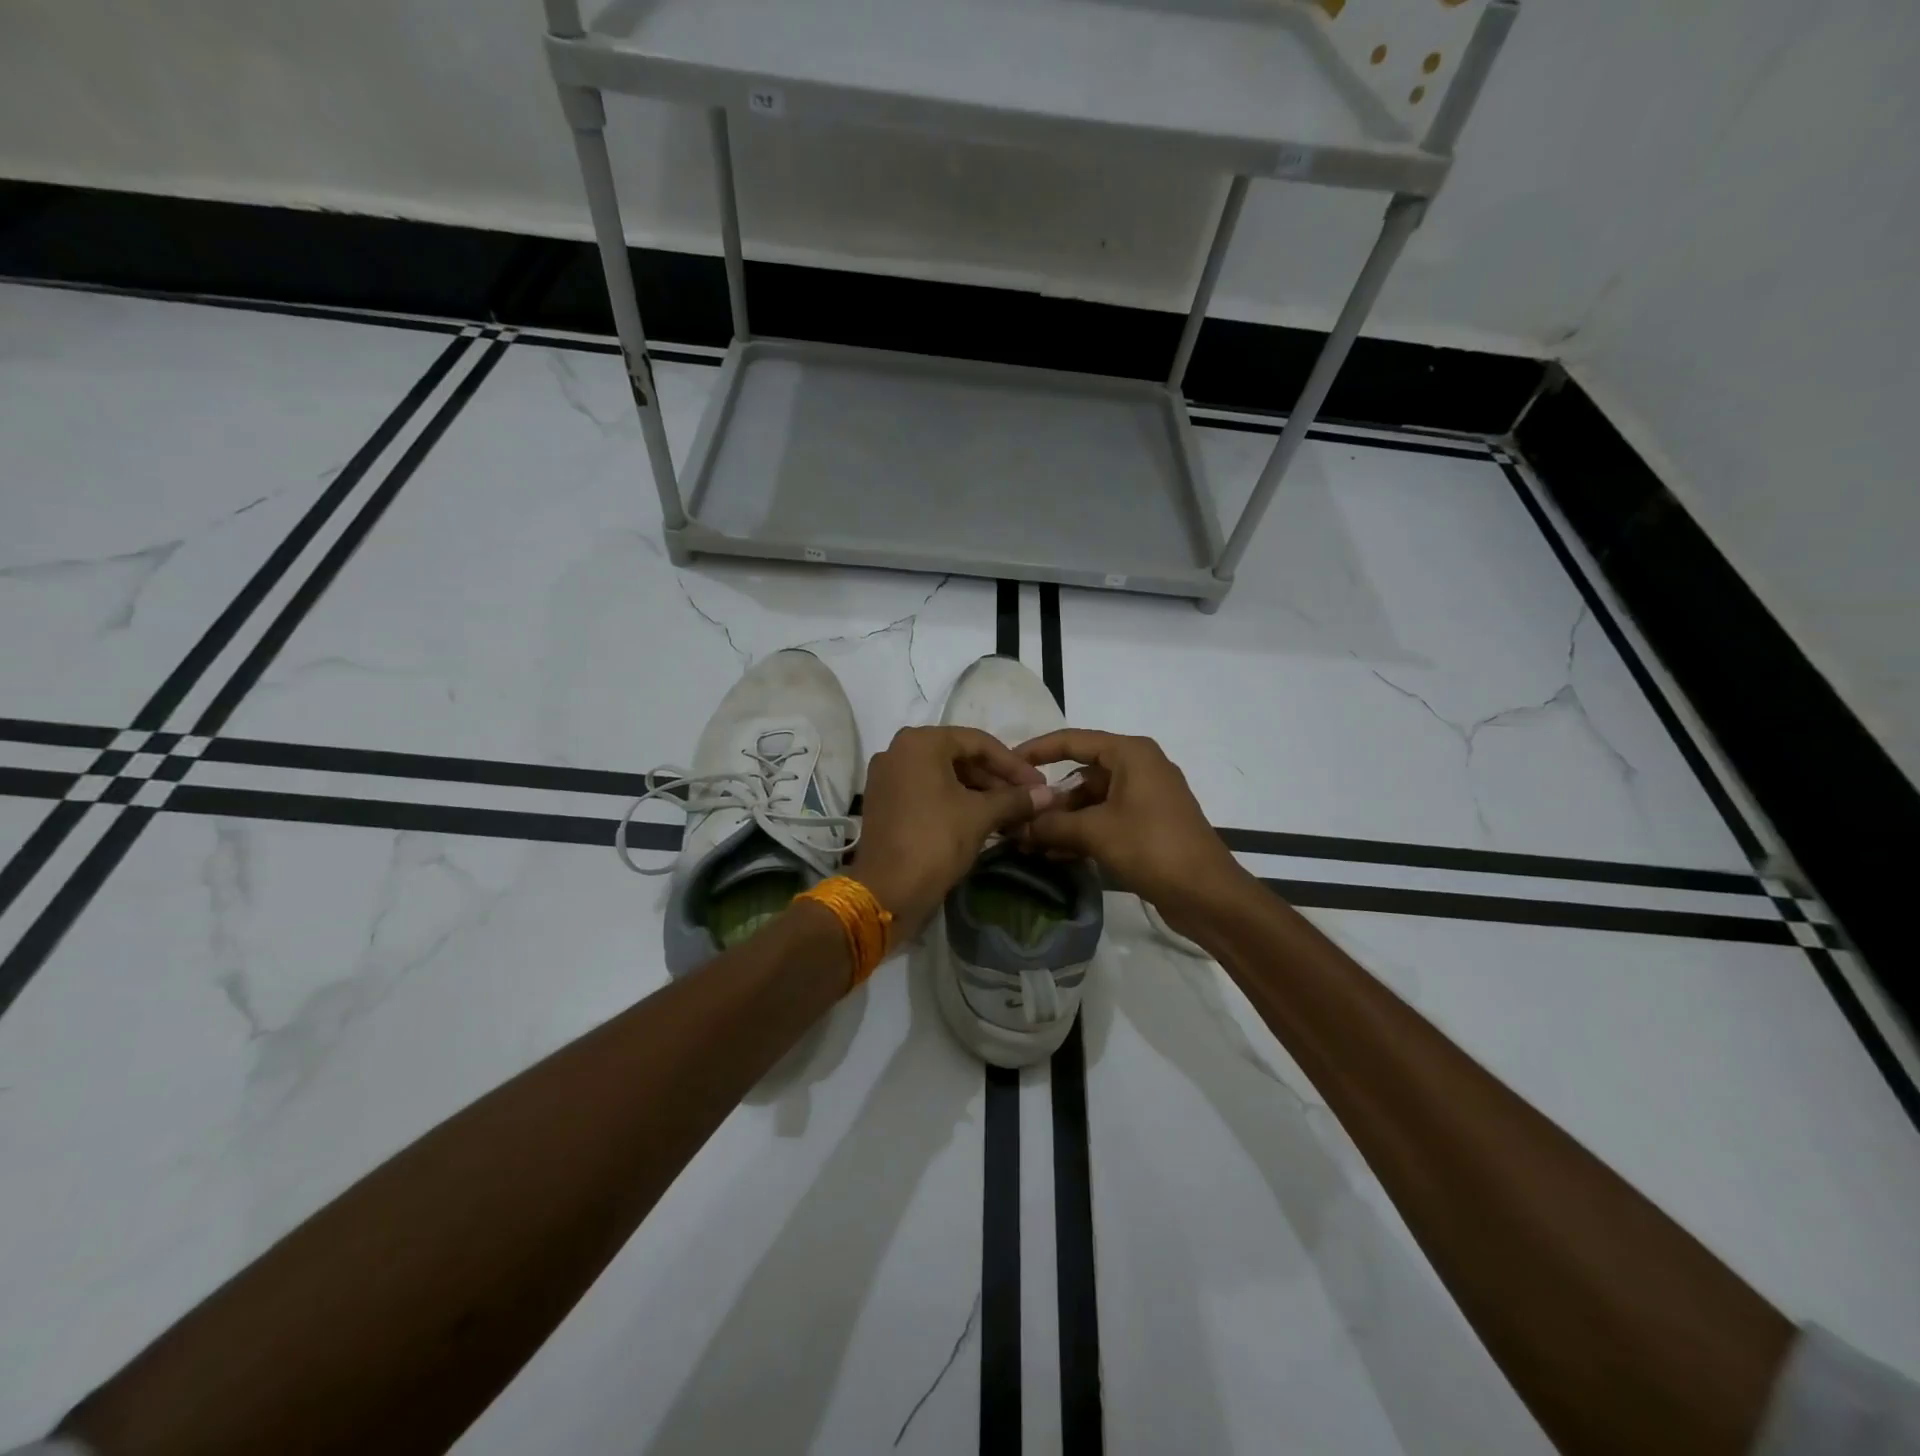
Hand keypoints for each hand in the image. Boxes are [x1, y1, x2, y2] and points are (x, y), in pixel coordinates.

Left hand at [851, 726, 1054, 935]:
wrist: (886, 891)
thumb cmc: (935, 841)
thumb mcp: (980, 816)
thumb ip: (1015, 799)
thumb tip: (1049, 794)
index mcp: (920, 742)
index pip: (978, 742)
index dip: (1013, 764)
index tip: (1038, 785)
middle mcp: (898, 750)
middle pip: (958, 756)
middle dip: (995, 778)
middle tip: (1026, 799)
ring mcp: (886, 776)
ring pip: (943, 775)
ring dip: (977, 791)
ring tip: (1008, 812)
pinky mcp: (883, 801)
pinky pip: (926, 790)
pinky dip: (953, 800)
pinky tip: (980, 819)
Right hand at [1015, 729, 1248, 932]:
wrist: (1208, 894)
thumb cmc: (1152, 847)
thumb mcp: (1095, 832)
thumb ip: (1051, 824)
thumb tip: (1016, 827)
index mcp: (1131, 753)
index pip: (1073, 740)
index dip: (1037, 750)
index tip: (1007, 763)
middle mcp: (1139, 767)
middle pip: (1082, 772)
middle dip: (1049, 796)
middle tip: (1017, 815)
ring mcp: (1146, 797)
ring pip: (1092, 800)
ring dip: (1063, 819)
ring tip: (1029, 841)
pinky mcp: (1148, 824)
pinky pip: (1106, 819)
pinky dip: (1082, 831)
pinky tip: (1054, 853)